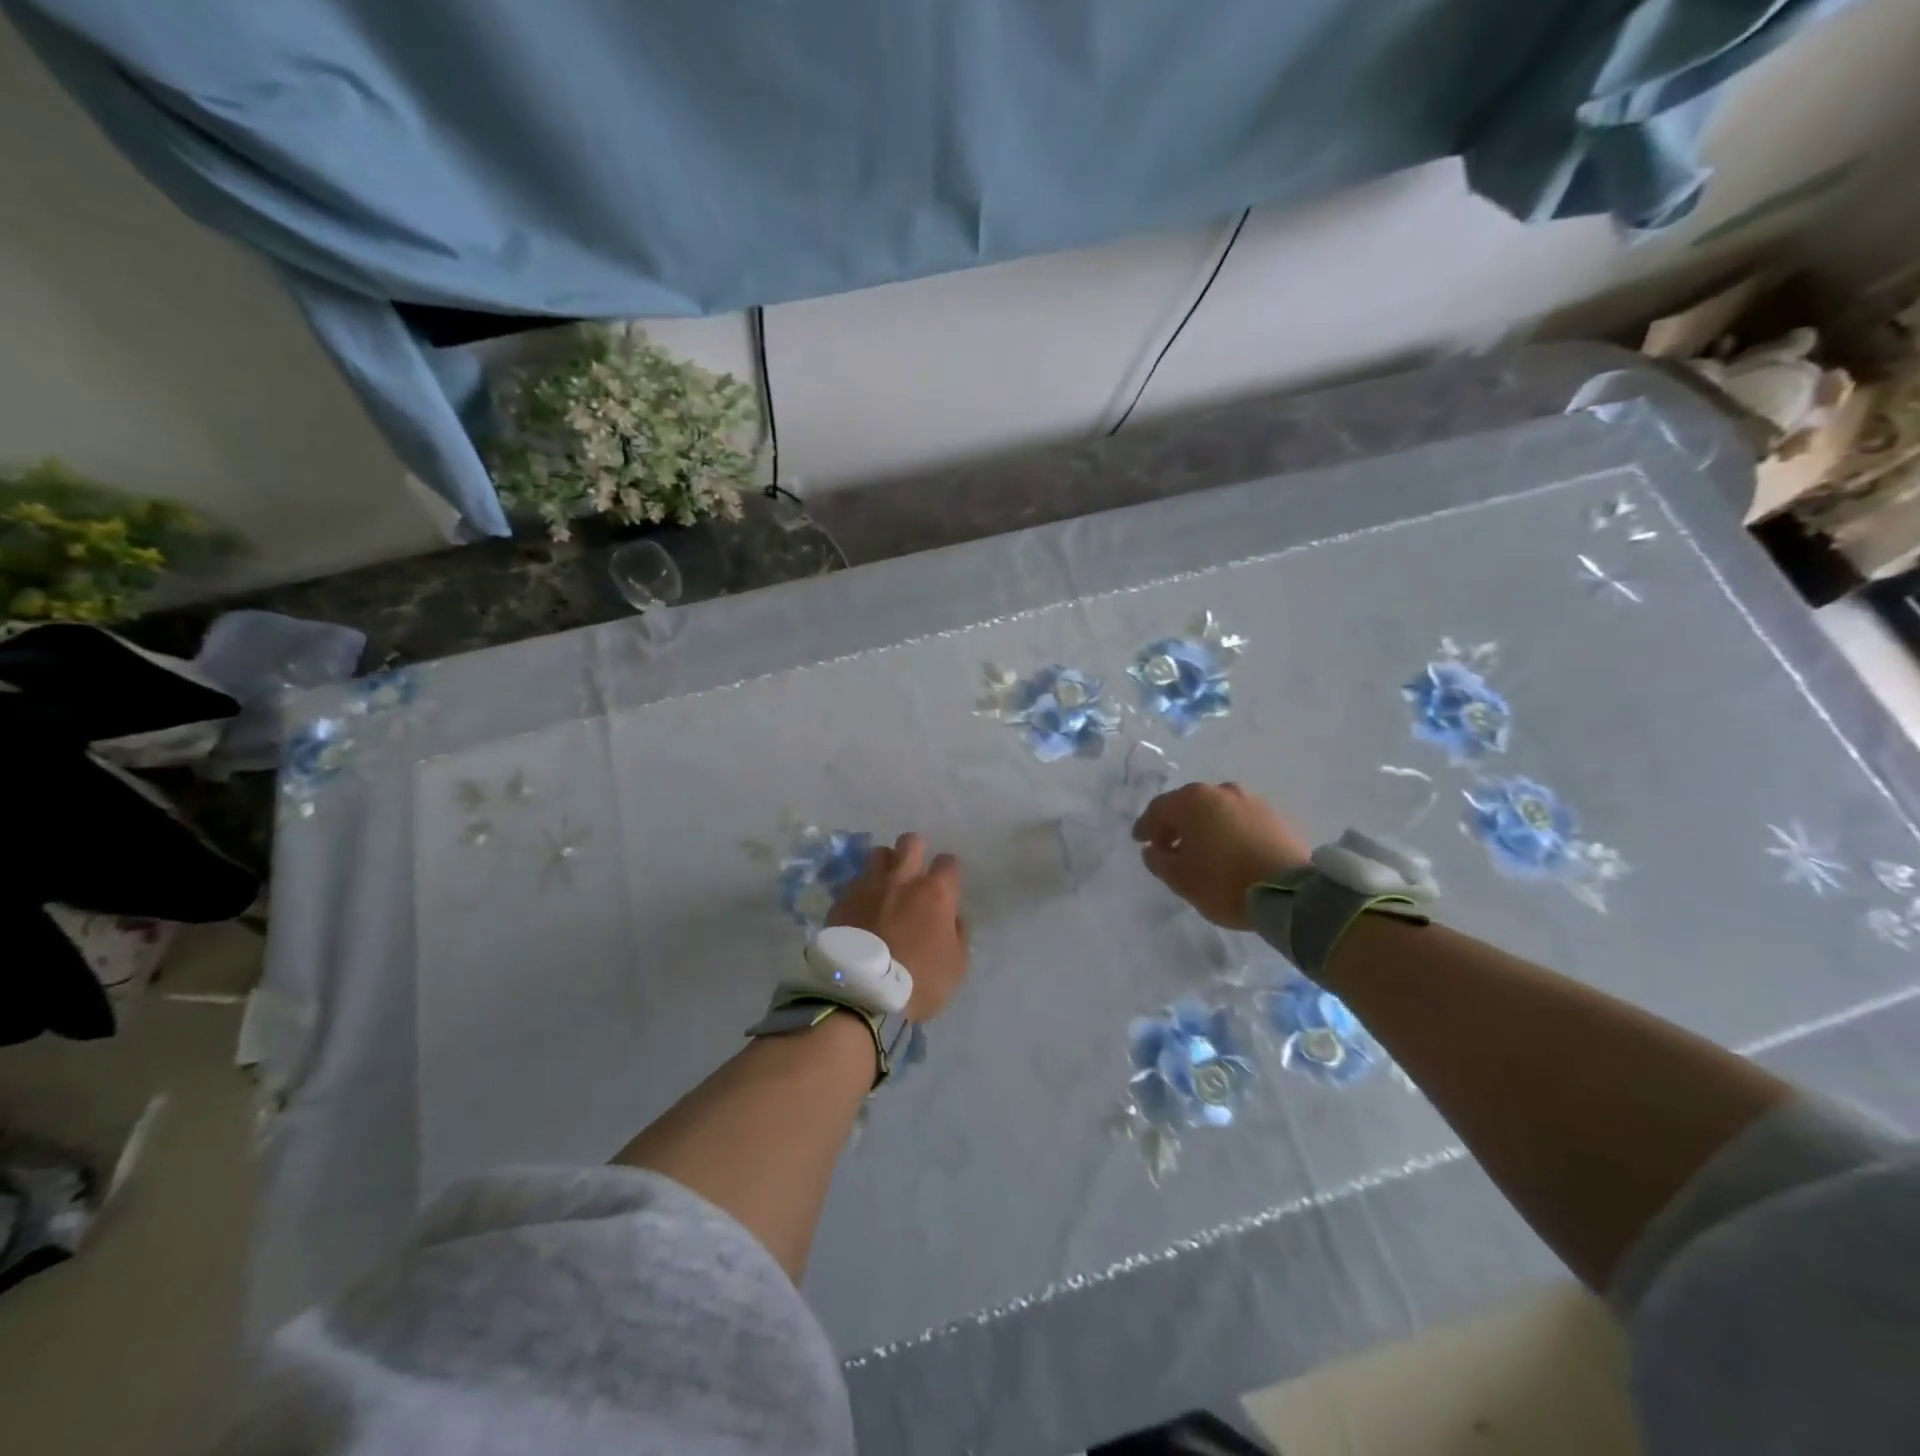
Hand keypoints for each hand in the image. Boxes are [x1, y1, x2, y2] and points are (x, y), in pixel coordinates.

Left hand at [828, 833, 967, 1021]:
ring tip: (886, 883)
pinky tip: (863, 905)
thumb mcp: (956, 965)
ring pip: (878, 853)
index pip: (948, 862)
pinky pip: (856, 881)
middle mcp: (902, 879)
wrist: (861, 994)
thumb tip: (952, 917)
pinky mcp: (842, 899)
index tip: (947, 884)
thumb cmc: (918, 982)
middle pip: (910, 842)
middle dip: (916, 850)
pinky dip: (863, 888)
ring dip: (886, 863)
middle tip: (915, 870)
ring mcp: (869, 886)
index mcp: (935, 892)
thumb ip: (957, 933)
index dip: (949, 871)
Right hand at [1132, 782, 1310, 929]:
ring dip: (1204, 827)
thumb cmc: (1224, 882)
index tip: (1141, 842)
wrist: (1291, 893)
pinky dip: (1228, 832)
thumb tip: (1154, 850)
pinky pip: (1240, 821)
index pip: (1158, 809)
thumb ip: (1159, 861)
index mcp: (1193, 800)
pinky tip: (1229, 853)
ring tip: (1202, 852)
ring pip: (1216, 811)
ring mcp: (1252, 801)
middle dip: (1176, 825)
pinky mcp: (1275, 817)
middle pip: (1188, 805)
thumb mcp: (1180, 879)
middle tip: (1169, 847)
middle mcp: (1221, 791)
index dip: (1146, 826)